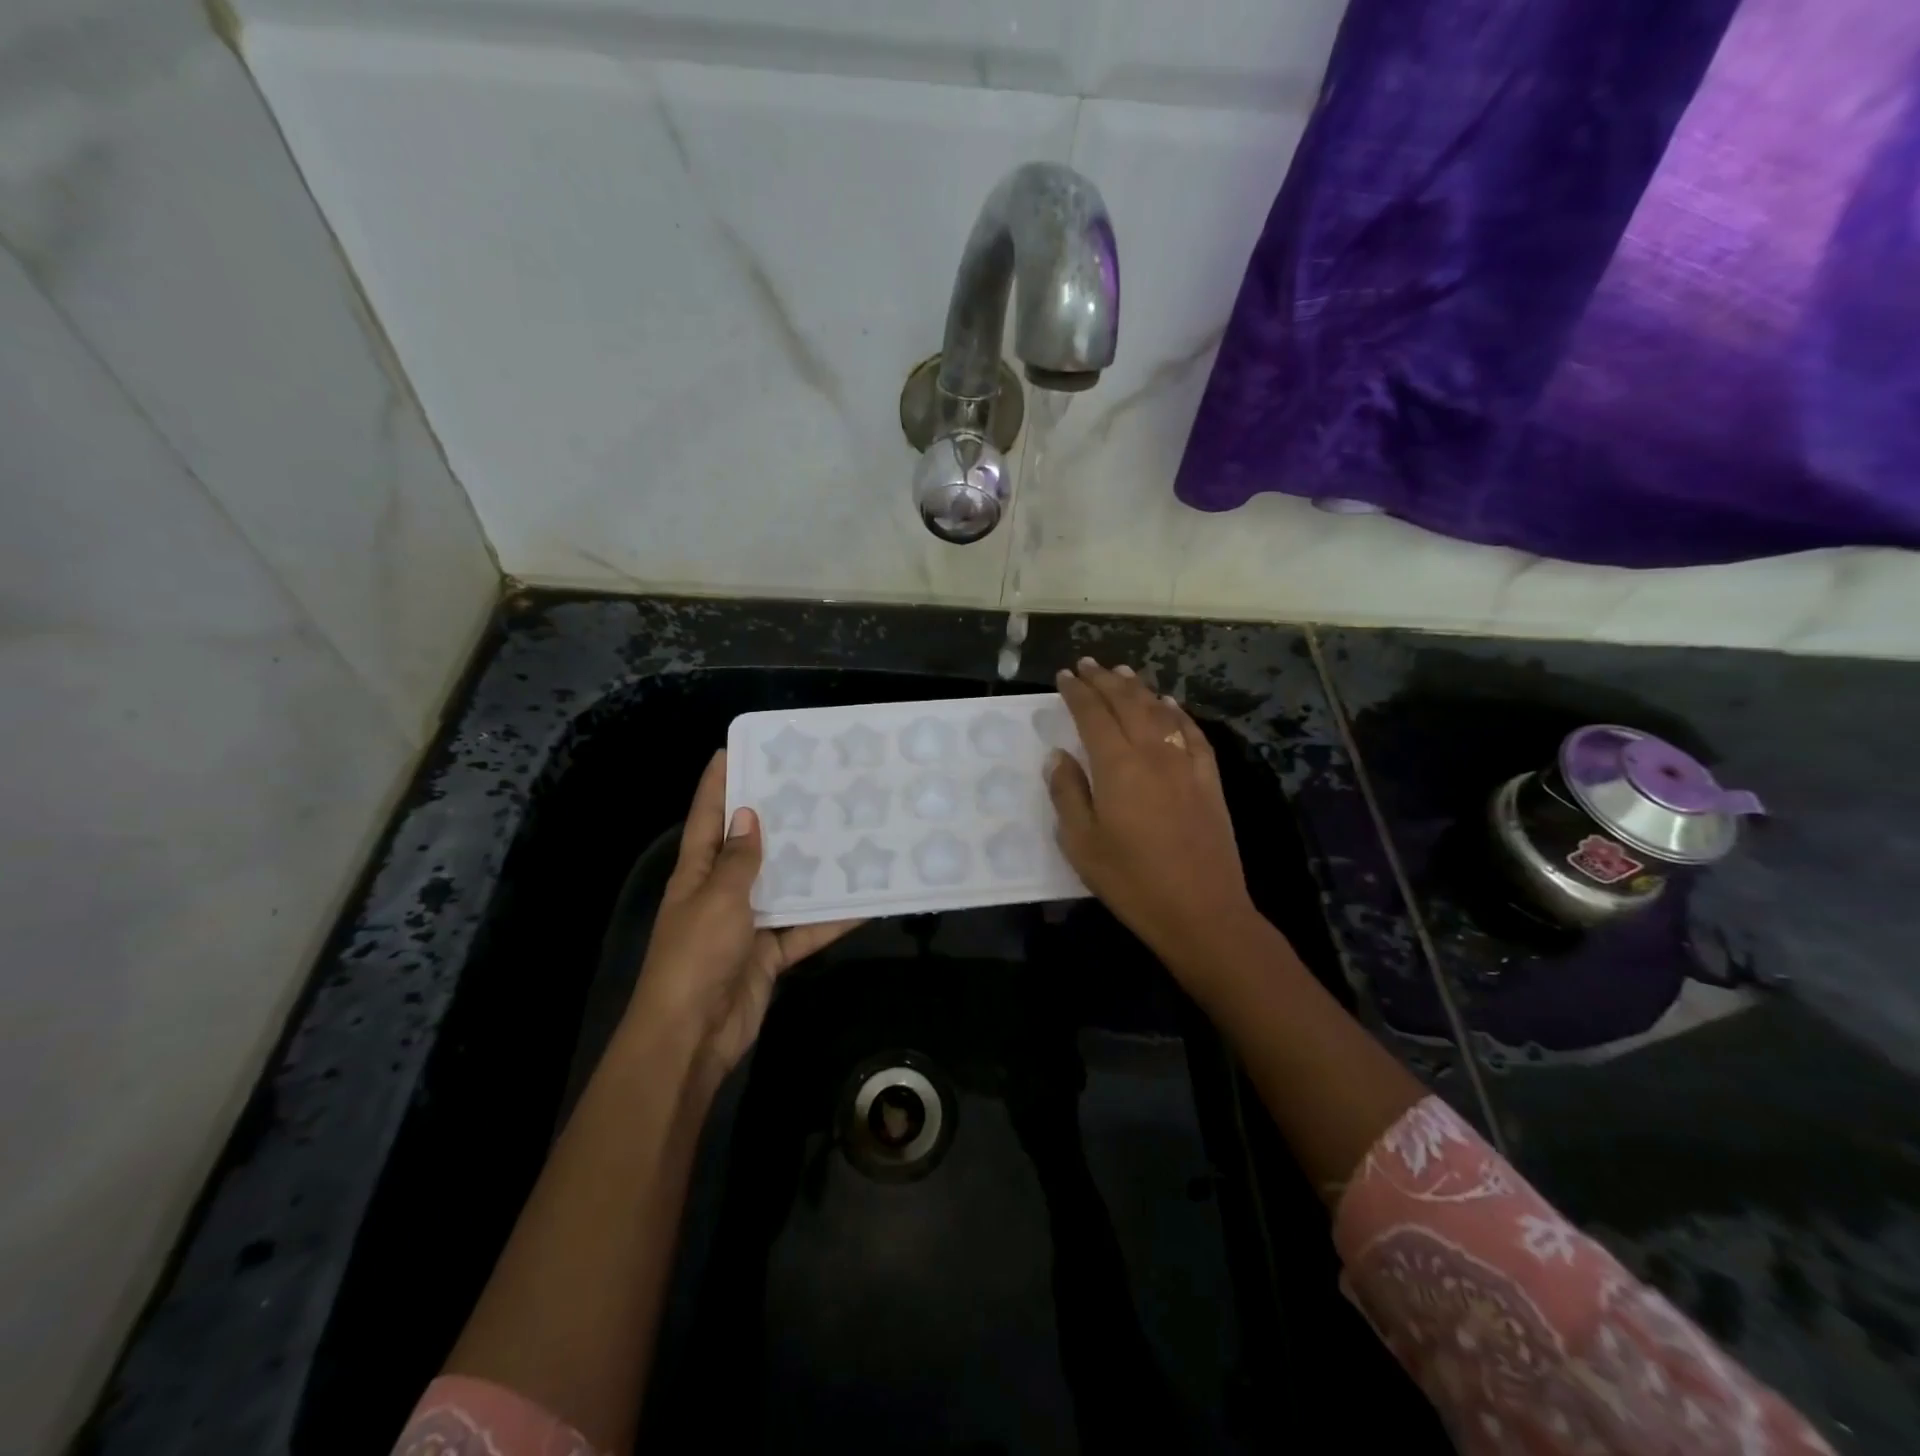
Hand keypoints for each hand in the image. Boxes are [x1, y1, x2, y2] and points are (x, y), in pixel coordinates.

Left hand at [627, 751, 859, 1078]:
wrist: (692, 1036)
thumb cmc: (696, 956)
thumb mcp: (718, 899)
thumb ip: (738, 860)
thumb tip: (748, 815)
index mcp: (697, 873)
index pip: (707, 818)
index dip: (717, 784)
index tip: (734, 750)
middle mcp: (721, 892)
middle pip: (750, 848)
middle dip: (776, 819)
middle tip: (813, 786)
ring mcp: (747, 925)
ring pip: (784, 887)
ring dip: (811, 868)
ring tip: (848, 833)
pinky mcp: (769, 954)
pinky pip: (804, 930)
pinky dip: (830, 920)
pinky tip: (864, 902)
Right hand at [1046, 659, 1260, 974]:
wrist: (1201, 910)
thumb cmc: (1131, 881)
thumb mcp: (1081, 843)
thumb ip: (1067, 793)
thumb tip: (1058, 756)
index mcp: (1117, 765)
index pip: (1093, 714)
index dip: (1077, 692)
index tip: (1064, 676)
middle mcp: (1152, 752)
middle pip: (1127, 703)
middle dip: (1105, 680)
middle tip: (1088, 665)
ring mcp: (1185, 763)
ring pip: (1160, 711)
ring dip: (1139, 689)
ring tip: (1123, 673)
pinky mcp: (1208, 779)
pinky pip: (1191, 733)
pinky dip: (1177, 713)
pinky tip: (1169, 705)